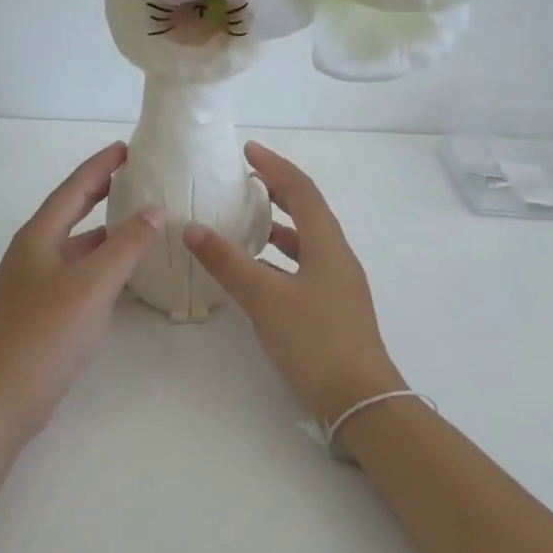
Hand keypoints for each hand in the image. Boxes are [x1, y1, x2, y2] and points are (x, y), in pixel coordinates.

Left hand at [0, 143, 162, 452]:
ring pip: (76, 245)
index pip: (73, 189)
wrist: (6, 395)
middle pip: (71, 211)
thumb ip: (126, 245)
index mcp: (38, 237)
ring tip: (140, 220)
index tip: (127, 148)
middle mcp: (33, 253)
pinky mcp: (43, 309)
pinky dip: (102, 263)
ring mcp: (35, 283)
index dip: (100, 166)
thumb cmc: (48, 332)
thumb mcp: (93, 284)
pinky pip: (78, 272)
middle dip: (100, 192)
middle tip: (134, 176)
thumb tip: (153, 210)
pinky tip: (125, 271)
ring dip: (105, 230)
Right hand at [184, 142, 404, 427]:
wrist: (360, 400)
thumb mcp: (265, 298)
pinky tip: (257, 272)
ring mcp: (337, 285)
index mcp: (328, 245)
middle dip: (278, 192)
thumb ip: (228, 262)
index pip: (302, 191)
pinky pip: (303, 267)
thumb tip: (193, 228)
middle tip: (245, 182)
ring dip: (278, 226)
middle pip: (308, 211)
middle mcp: (337, 258)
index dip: (275, 167)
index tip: (247, 151)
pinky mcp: (332, 308)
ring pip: (306, 242)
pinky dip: (279, 259)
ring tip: (246, 222)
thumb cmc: (315, 341)